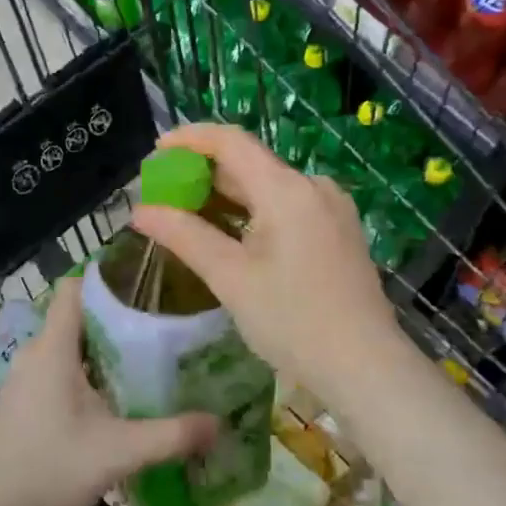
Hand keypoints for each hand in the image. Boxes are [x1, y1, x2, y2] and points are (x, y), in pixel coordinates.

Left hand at [0, 278, 217, 505]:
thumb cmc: (51, 469)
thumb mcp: (119, 452)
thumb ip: (171, 436)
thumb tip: (218, 423)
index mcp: (53, 348)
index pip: (74, 288)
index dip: (107, 281)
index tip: (146, 288)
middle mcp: (35, 353)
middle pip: (76, 317)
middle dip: (115, 318)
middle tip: (159, 329)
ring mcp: (23, 377)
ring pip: (66, 345)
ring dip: (100, 348)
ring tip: (142, 360)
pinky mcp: (21, 400)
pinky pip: (55, 368)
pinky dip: (82, 371)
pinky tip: (109, 398)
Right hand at [129, 123, 410, 407]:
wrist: (366, 368)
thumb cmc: (293, 322)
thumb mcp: (230, 278)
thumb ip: (184, 236)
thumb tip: (140, 210)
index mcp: (287, 190)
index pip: (231, 141)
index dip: (190, 138)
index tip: (156, 151)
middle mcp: (313, 187)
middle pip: (249, 163)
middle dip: (203, 172)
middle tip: (164, 192)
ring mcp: (331, 209)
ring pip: (268, 186)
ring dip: (227, 194)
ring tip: (189, 213)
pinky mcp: (338, 231)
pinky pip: (287, 206)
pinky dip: (253, 211)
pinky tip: (232, 233)